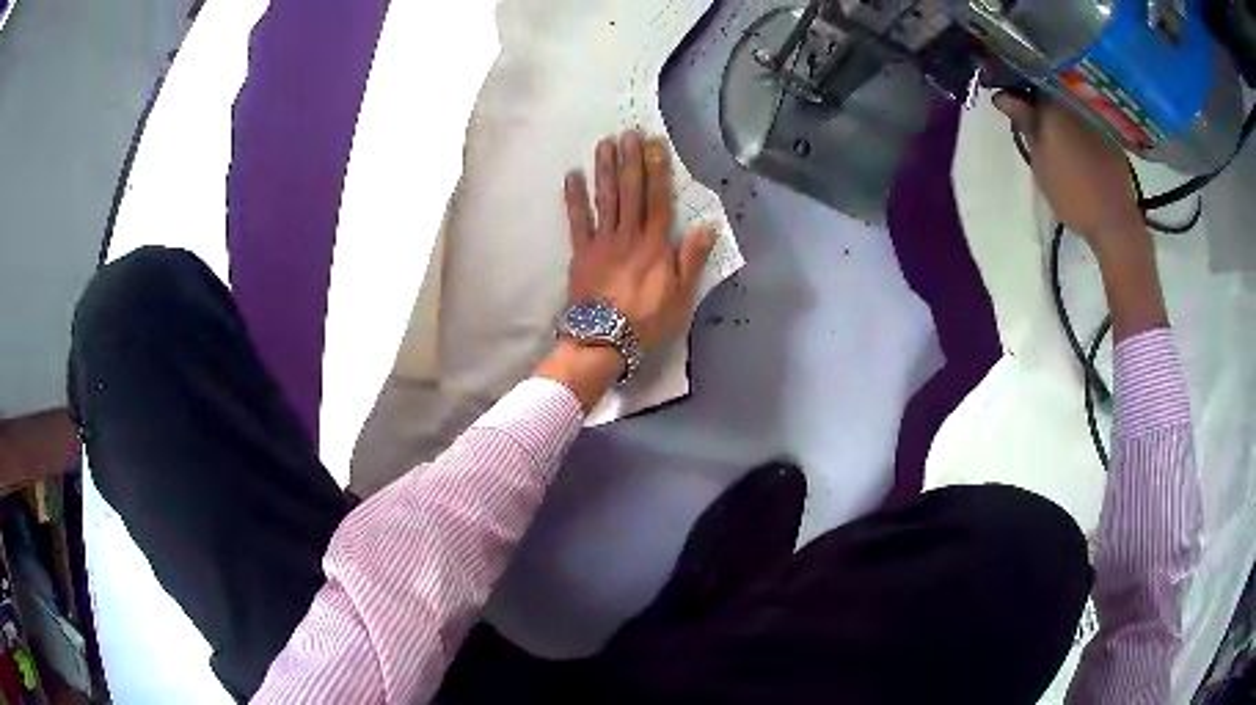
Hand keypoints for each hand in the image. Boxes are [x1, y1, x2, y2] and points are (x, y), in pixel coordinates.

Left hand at [563, 129, 715, 349]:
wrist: (605, 339)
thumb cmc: (647, 320)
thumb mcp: (681, 296)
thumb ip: (692, 259)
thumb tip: (708, 227)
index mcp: (655, 245)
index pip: (659, 200)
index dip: (658, 171)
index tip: (656, 146)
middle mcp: (629, 236)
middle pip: (631, 192)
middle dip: (631, 161)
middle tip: (629, 133)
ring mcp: (602, 242)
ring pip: (606, 199)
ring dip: (606, 170)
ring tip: (605, 144)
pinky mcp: (581, 252)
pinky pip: (577, 221)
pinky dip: (574, 198)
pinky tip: (572, 176)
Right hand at [994, 93, 1148, 260]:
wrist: (1114, 223)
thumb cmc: (1072, 191)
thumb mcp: (1039, 159)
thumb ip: (1024, 122)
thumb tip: (1002, 95)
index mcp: (1056, 100)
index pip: (1029, 73)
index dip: (1015, 78)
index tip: (1005, 88)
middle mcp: (1077, 99)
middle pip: (1051, 84)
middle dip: (1036, 90)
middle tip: (1024, 106)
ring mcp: (1096, 116)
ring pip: (1068, 99)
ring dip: (1055, 104)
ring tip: (1045, 120)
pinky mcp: (1110, 134)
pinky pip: (1085, 114)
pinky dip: (1074, 119)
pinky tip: (1070, 135)